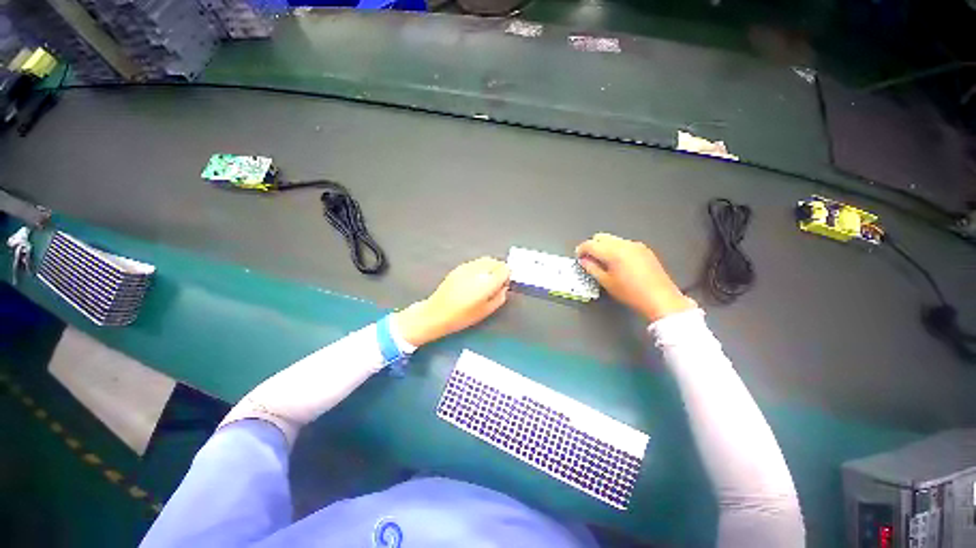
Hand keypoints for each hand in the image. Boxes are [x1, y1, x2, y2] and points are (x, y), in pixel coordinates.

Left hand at [394, 257, 510, 346]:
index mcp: (487, 282)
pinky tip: (474, 280)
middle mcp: (478, 271)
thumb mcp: (487, 311)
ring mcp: (467, 267)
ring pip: (485, 260)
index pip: (504, 269)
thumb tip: (504, 287)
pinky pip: (475, 263)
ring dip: (490, 267)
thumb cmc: (463, 316)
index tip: (504, 284)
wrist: (437, 313)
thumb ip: (500, 297)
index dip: (507, 275)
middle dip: (499, 269)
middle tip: (496, 282)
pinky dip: (479, 268)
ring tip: (485, 280)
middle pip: (495, 261)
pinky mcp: (458, 267)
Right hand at [576, 233, 695, 321]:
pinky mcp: (644, 249)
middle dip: (592, 246)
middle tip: (589, 259)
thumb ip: (592, 268)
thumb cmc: (632, 294)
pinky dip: (616, 249)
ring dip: (604, 247)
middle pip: (601, 237)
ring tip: (603, 262)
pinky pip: (624, 243)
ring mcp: (636, 245)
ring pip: (612, 239)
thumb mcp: (607, 283)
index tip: (579, 257)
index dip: (581, 250)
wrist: (660, 299)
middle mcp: (625, 244)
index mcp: (613, 252)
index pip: (590, 244)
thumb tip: (584, 261)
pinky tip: (617, 263)